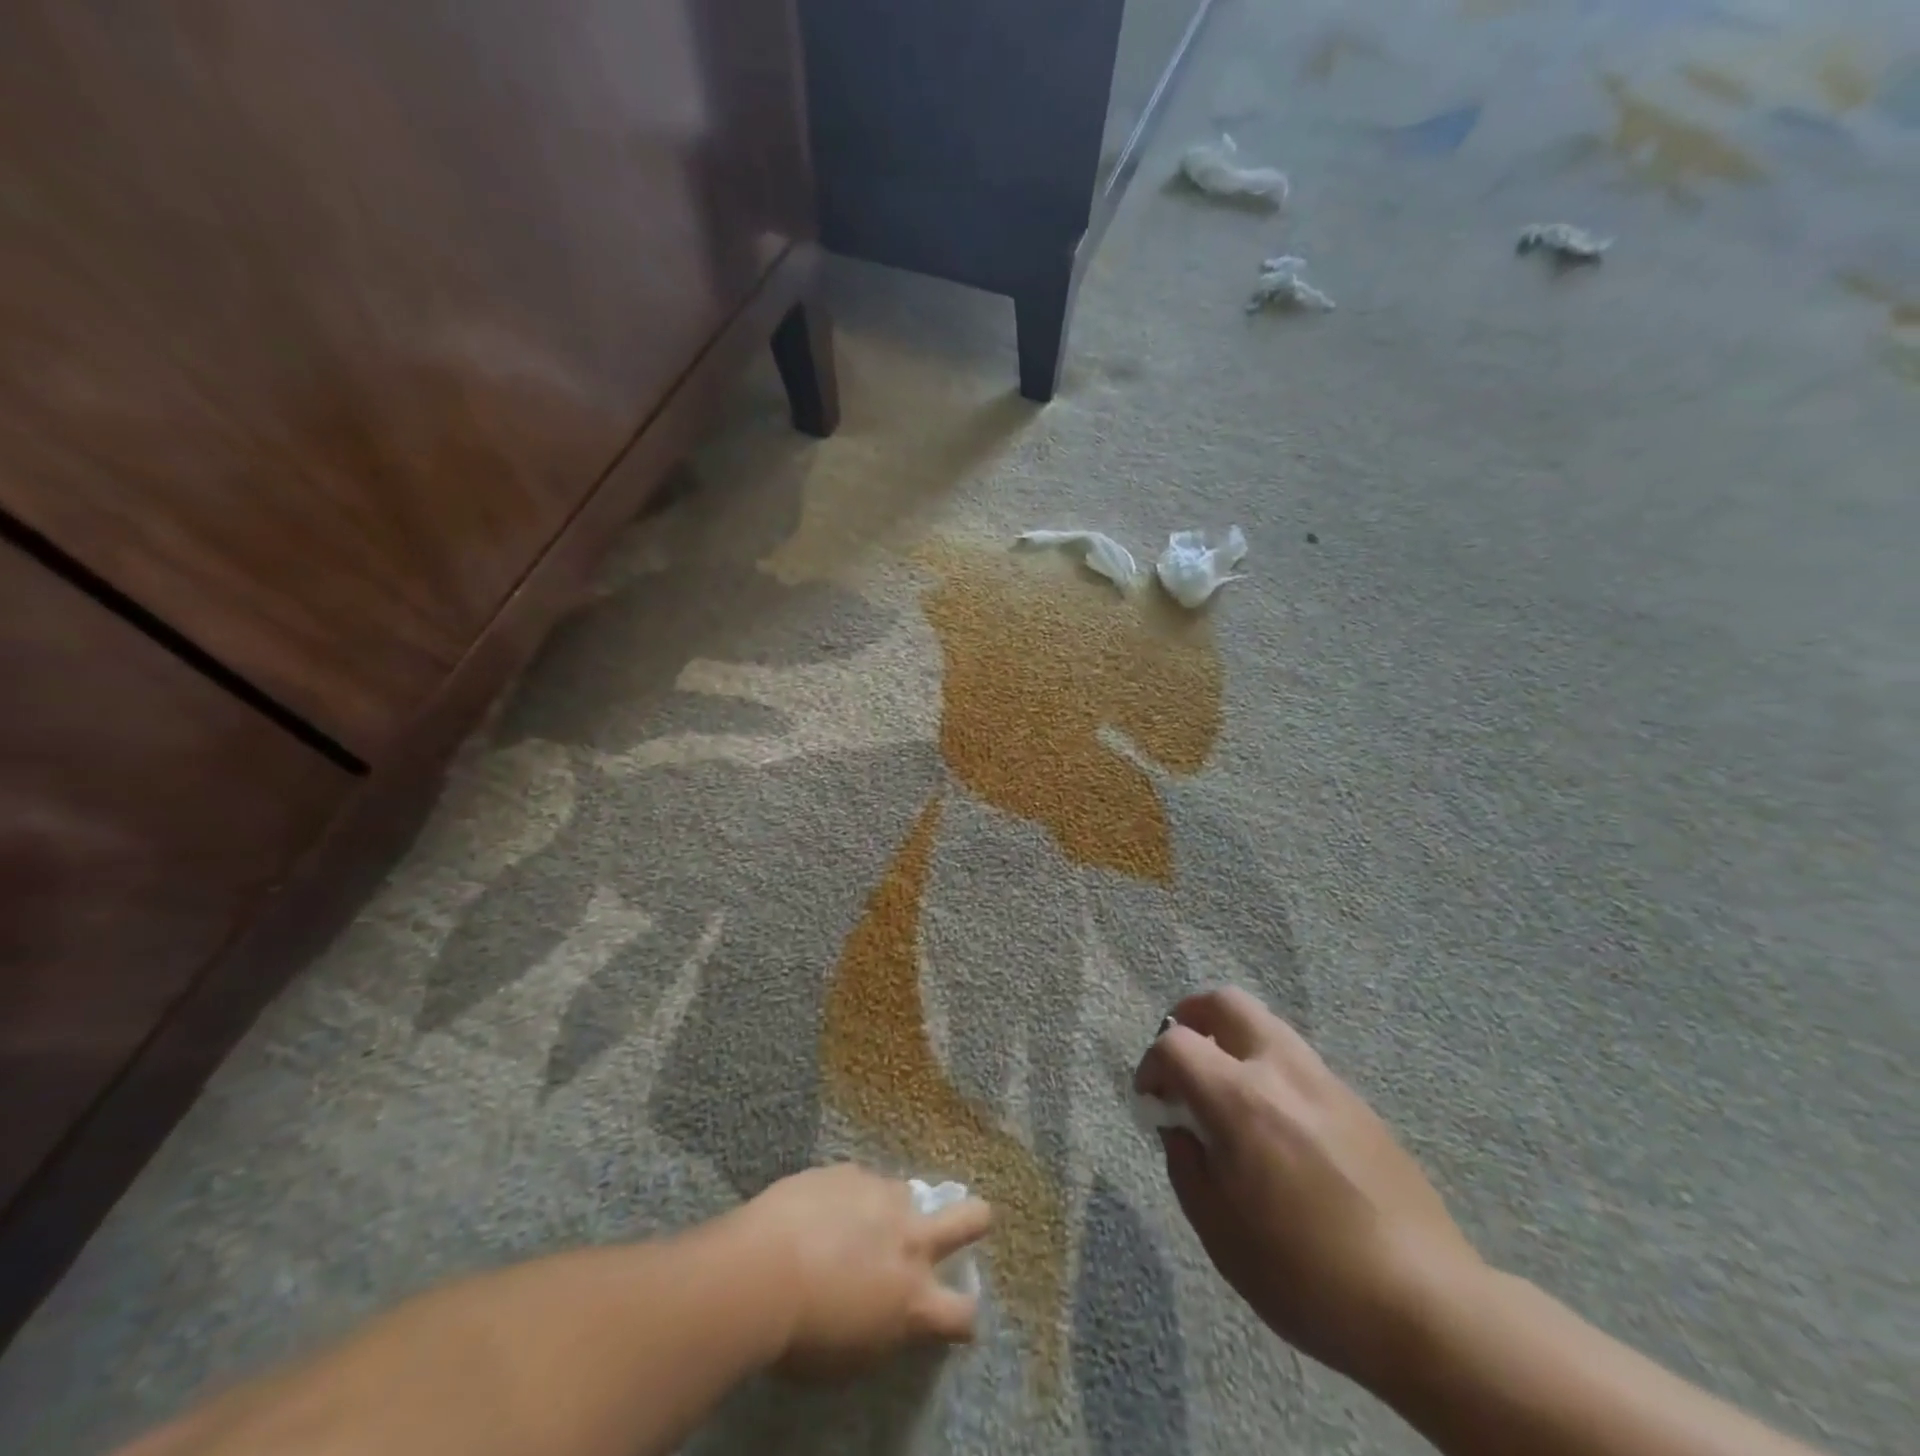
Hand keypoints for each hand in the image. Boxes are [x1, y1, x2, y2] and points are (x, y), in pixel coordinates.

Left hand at [736, 1165, 991, 1380]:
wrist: (761, 1272)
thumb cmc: (803, 1336)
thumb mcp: (853, 1355)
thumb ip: (885, 1326)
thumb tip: (891, 1310)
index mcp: (914, 1297)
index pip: (963, 1312)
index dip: (964, 1316)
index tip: (957, 1315)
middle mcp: (910, 1238)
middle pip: (970, 1218)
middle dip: (977, 1220)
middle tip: (976, 1219)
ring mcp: (882, 1195)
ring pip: (908, 1192)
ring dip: (895, 1207)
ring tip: (864, 1218)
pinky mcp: (850, 1170)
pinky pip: (861, 1181)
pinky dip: (850, 1195)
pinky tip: (822, 1207)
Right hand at [1134, 989, 1482, 1393]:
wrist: (1426, 1305)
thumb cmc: (1306, 1276)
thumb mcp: (1221, 1234)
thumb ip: (1187, 1167)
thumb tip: (1181, 1130)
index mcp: (1240, 1100)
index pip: (1176, 1044)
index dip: (1151, 1063)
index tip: (1150, 1098)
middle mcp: (1281, 1072)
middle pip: (1226, 1002)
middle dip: (1191, 1016)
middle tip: (1180, 1056)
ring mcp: (1325, 1081)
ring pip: (1266, 1024)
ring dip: (1232, 1039)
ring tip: (1225, 1088)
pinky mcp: (1357, 1102)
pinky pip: (1298, 1060)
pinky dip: (1268, 1067)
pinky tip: (1274, 1123)